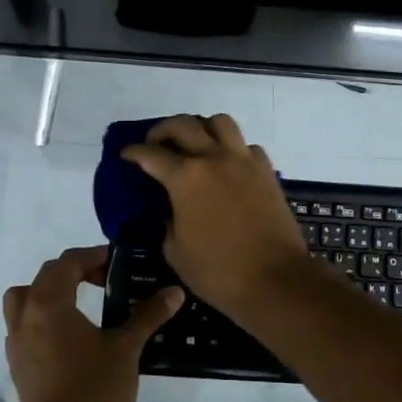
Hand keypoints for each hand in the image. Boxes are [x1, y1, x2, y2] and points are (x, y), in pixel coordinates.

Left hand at [3, 246, 180, 401]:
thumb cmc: (96, 389)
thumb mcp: (126, 347)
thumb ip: (147, 315)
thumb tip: (174, 292)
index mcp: (49, 305)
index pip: (65, 263)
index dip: (90, 256)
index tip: (114, 260)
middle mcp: (25, 318)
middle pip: (43, 278)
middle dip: (72, 271)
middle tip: (103, 278)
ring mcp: (16, 344)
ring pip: (24, 301)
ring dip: (48, 293)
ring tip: (78, 303)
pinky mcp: (17, 367)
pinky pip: (23, 327)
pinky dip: (41, 319)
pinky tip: (67, 336)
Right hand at [120, 114, 314, 315]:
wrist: (276, 280)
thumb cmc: (219, 272)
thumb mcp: (176, 251)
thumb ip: (168, 222)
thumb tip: (172, 210)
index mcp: (186, 178)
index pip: (151, 154)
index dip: (134, 152)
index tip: (126, 155)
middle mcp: (214, 158)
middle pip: (184, 124)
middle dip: (162, 130)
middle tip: (155, 144)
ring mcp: (244, 160)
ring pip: (219, 122)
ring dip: (201, 127)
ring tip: (194, 144)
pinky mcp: (266, 170)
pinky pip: (246, 145)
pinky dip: (232, 148)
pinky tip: (227, 166)